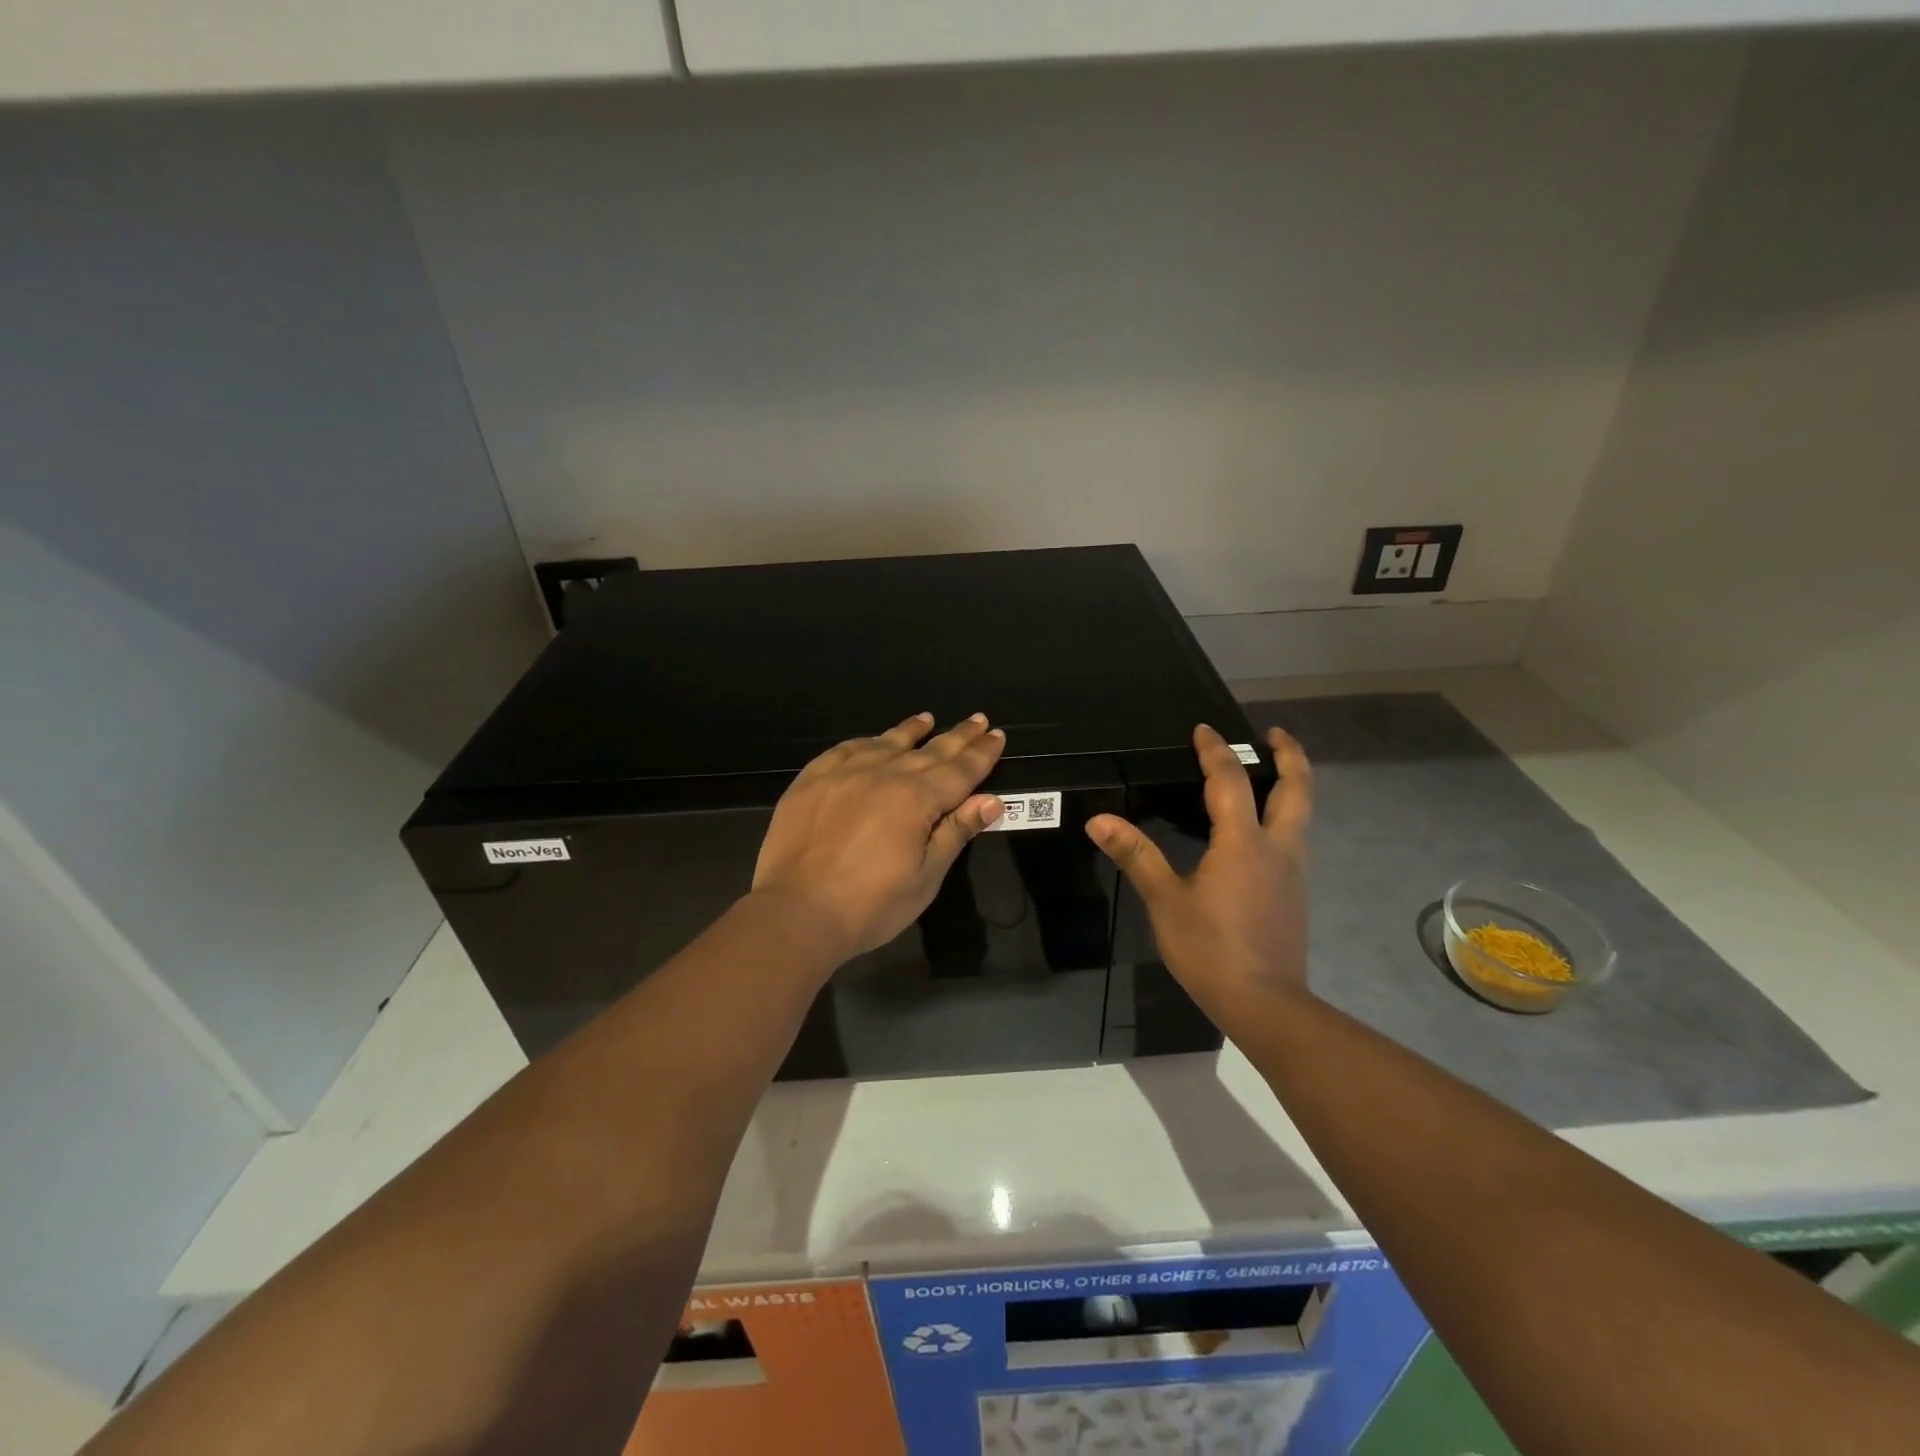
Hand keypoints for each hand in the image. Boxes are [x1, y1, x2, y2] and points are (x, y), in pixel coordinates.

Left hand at [752, 712, 1005, 962]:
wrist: (796, 913)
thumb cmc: (870, 905)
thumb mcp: (925, 877)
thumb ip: (955, 833)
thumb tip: (991, 800)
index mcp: (917, 799)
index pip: (960, 770)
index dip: (982, 754)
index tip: (997, 735)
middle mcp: (884, 774)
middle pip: (929, 751)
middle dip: (958, 736)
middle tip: (978, 719)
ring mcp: (844, 773)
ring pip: (887, 743)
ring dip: (911, 731)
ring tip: (927, 718)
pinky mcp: (812, 780)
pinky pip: (845, 749)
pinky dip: (866, 741)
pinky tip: (872, 740)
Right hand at [1086, 724, 1312, 1001]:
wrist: (1264, 1004)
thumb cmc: (1210, 948)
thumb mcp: (1165, 901)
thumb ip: (1136, 855)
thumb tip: (1098, 820)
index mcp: (1243, 842)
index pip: (1230, 781)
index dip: (1215, 751)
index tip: (1203, 729)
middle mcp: (1277, 847)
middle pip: (1296, 789)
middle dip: (1289, 756)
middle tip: (1275, 734)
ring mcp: (1293, 872)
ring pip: (1302, 814)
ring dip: (1291, 786)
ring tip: (1270, 774)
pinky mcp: (1294, 894)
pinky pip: (1294, 839)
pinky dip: (1284, 816)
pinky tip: (1260, 831)